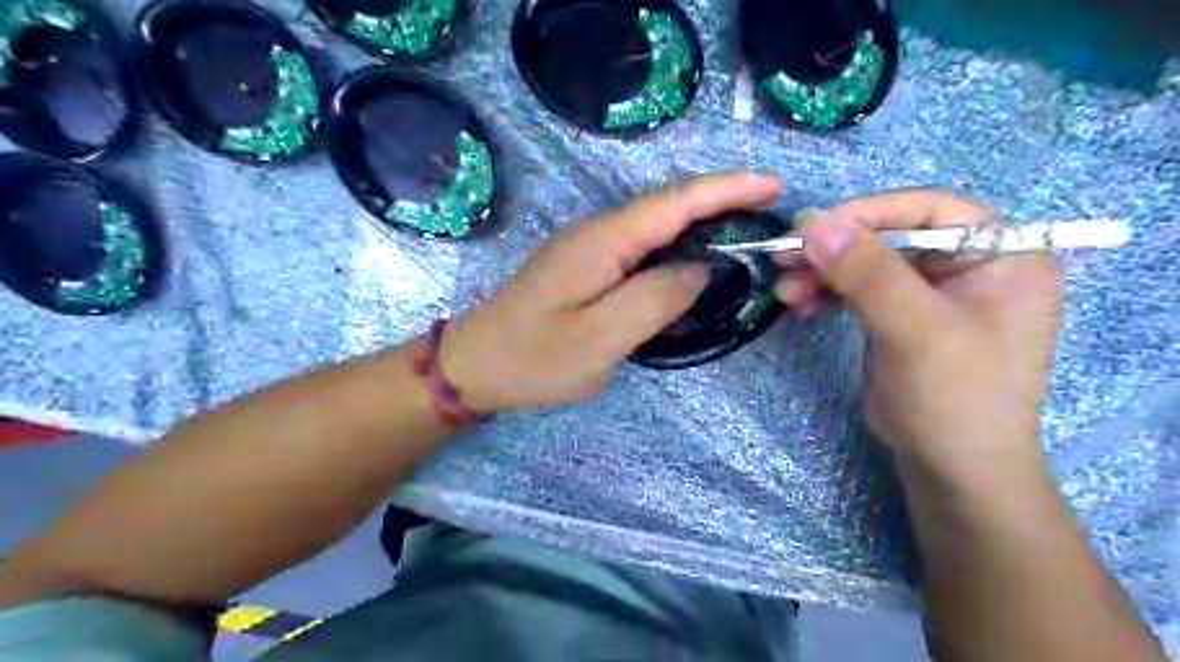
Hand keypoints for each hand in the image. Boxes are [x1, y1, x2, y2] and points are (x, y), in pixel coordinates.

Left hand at [442, 172, 779, 410]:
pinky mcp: (590, 268)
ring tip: (747, 238)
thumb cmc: (534, 357)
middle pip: (670, 208)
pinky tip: (696, 268)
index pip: (675, 203)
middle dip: (723, 204)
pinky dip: (677, 252)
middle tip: (770, 217)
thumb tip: (701, 270)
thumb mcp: (599, 338)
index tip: (773, 185)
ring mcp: (592, 250)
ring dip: (703, 228)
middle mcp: (600, 233)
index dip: (726, 189)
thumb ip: (655, 299)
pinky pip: (644, 252)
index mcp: (604, 241)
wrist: (477, 365)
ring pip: (658, 230)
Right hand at [782, 190, 1065, 489]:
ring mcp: (931, 291)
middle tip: (784, 257)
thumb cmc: (955, 397)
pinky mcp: (901, 314)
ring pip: (868, 262)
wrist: (952, 469)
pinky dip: (828, 292)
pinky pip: (859, 289)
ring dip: (823, 272)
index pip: (929, 209)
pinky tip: (801, 303)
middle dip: (835, 248)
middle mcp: (968, 264)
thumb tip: (811, 222)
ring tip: (785, 289)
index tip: (810, 227)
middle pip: (891, 235)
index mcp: (1000, 254)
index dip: (867, 212)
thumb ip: (867, 272)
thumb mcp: (915, 330)